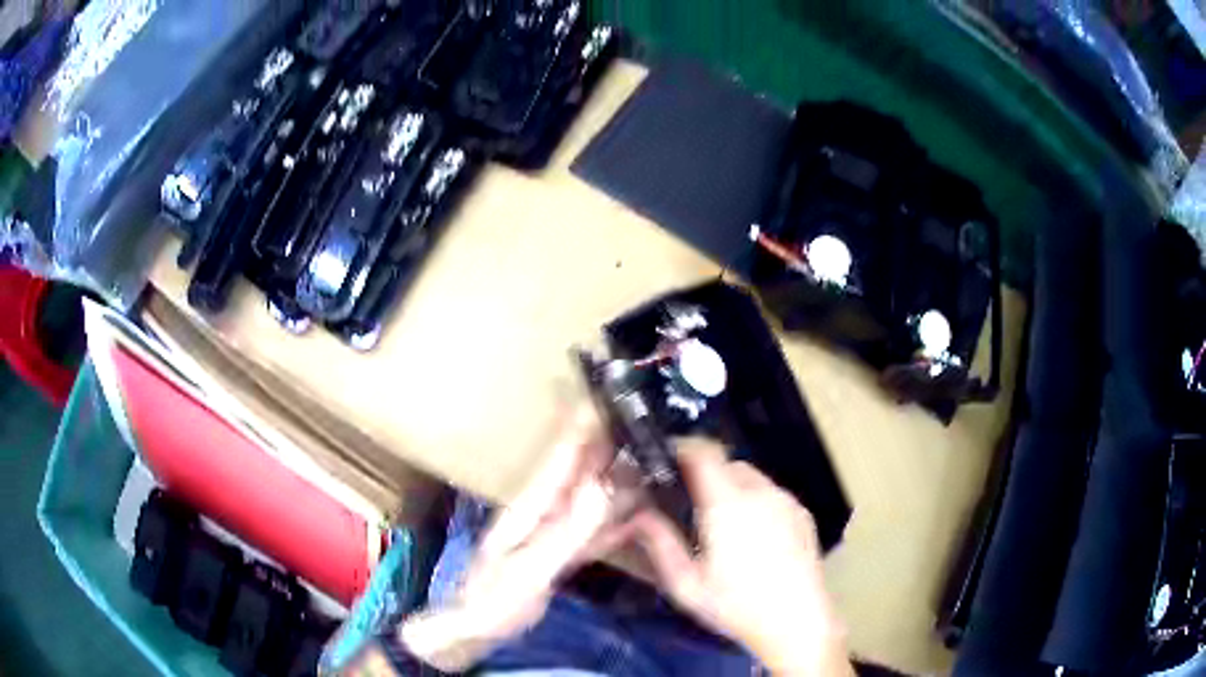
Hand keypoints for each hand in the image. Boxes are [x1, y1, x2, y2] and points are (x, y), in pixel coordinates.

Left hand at [399, 410, 630, 671]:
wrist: (476, 631)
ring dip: (617, 483)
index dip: (582, 430)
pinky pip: (593, 530)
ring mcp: (551, 534)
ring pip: (590, 500)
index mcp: (529, 508)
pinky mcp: (559, 554)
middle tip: (644, 428)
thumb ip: (567, 533)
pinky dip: (615, 520)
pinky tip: (639, 515)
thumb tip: (604, 488)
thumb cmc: (495, 601)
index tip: (607, 401)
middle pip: (579, 475)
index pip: (561, 460)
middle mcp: (542, 513)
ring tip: (651, 465)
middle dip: (607, 450)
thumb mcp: (531, 569)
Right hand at [633, 440, 853, 676]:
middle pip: (728, 462)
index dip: (682, 448)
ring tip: (720, 521)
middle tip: (687, 500)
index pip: (704, 453)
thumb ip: (660, 544)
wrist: (797, 623)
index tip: (665, 460)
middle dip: (705, 472)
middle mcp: (761, 493)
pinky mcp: (803, 514)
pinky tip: (751, 535)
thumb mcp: (686, 584)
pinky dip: (755, 500)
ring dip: (731, 486)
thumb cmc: (736, 606)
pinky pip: (772, 494)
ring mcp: (787, 502)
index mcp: (729, 504)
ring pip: (752, 477)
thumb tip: (639, 515)